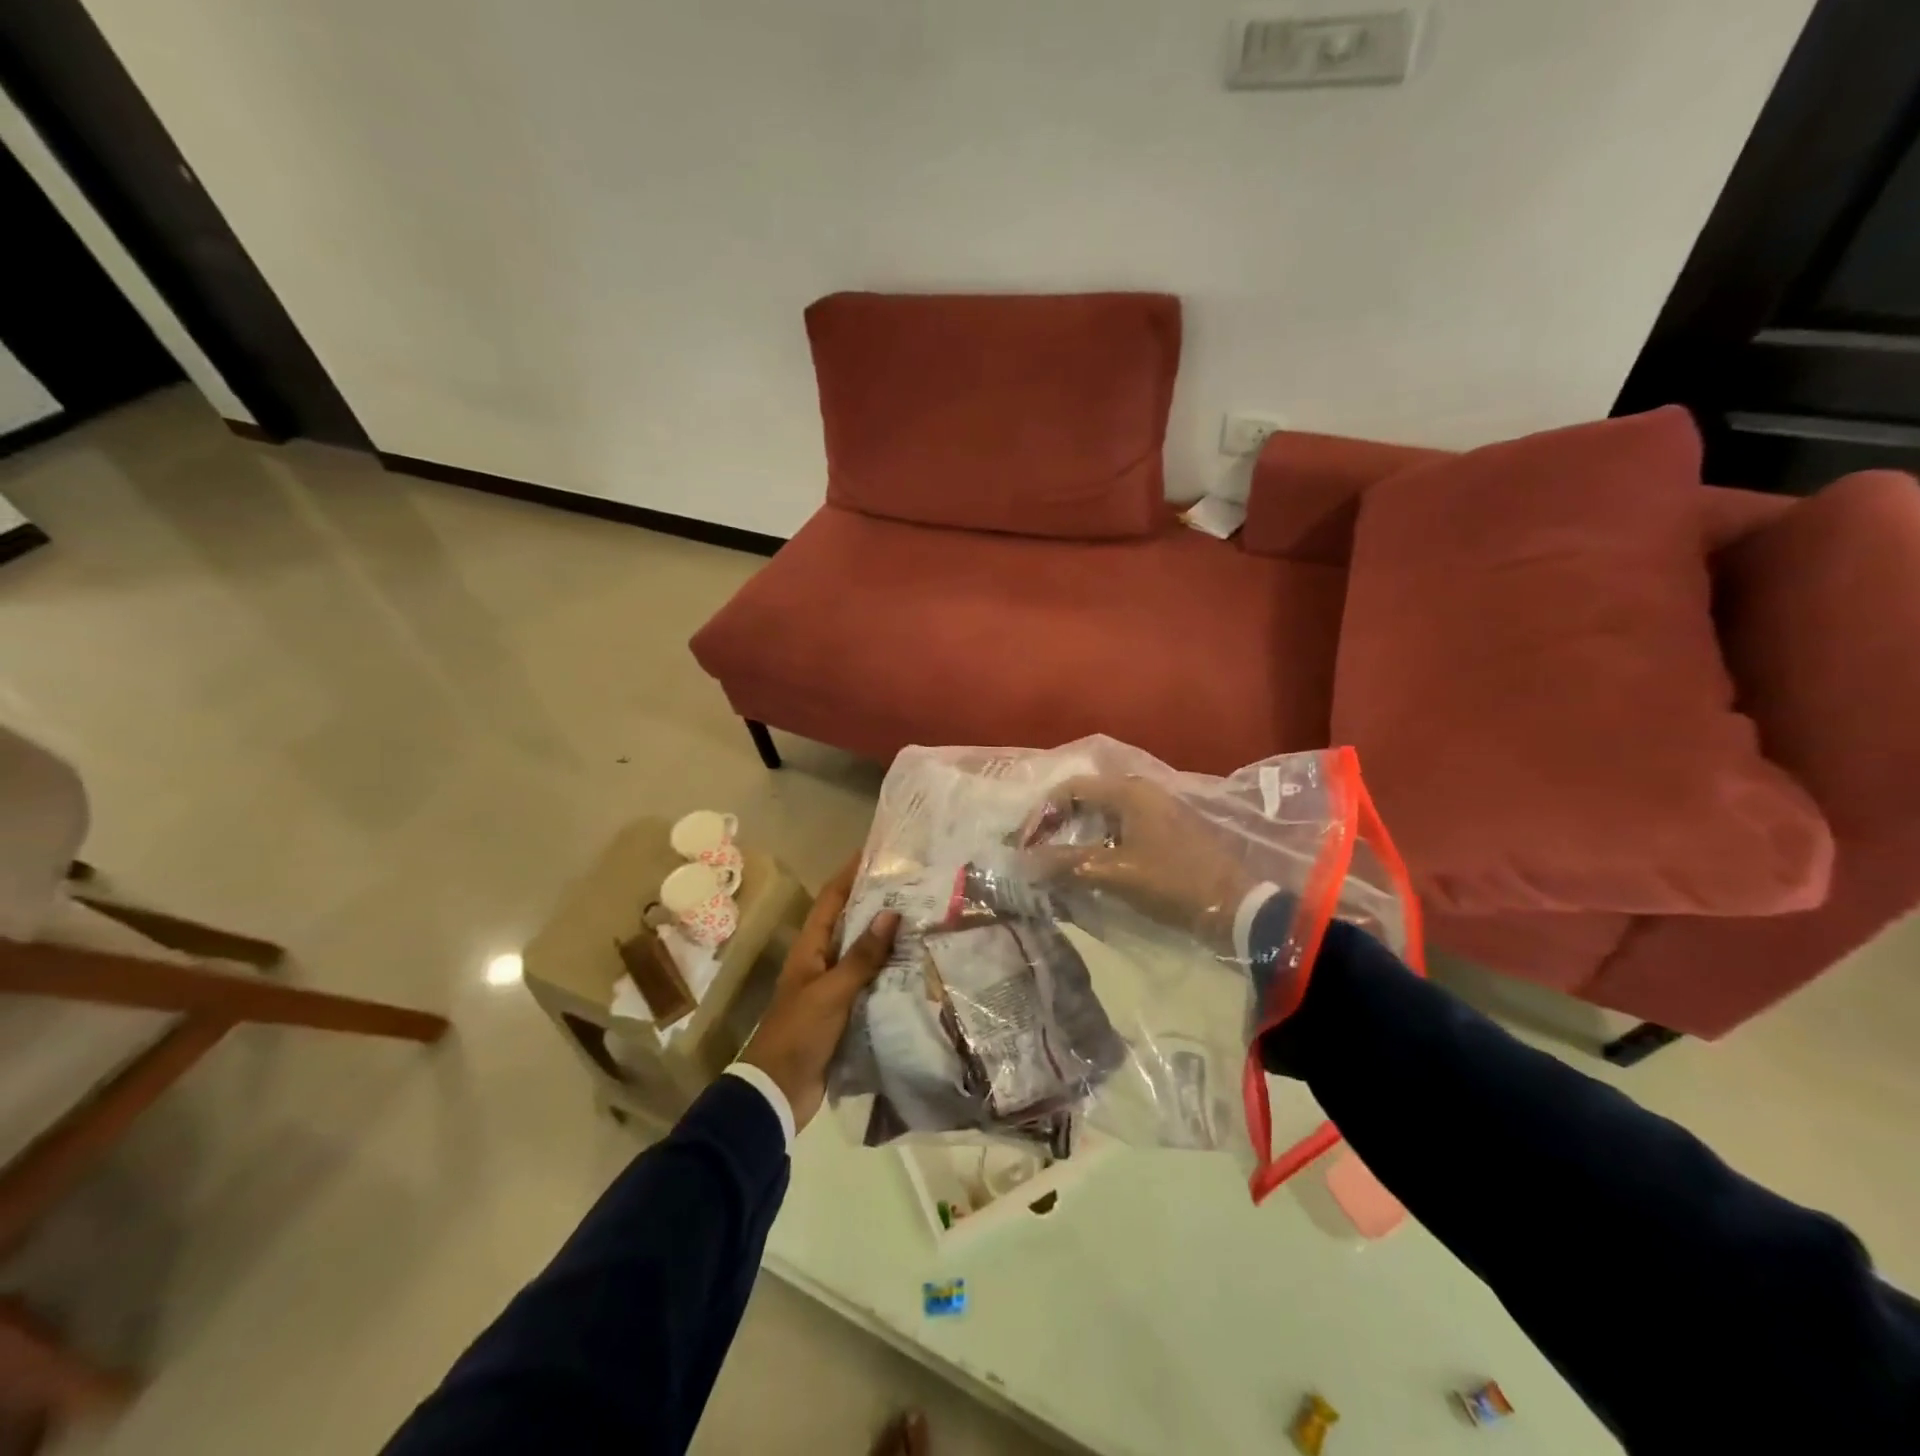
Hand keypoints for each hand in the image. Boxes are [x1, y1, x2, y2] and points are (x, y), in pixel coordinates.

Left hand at [740, 856, 898, 1131]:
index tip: (875, 852)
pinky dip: (890, 973)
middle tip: (914, 885)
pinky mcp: (845, 1012)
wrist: (778, 1092)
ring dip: (888, 938)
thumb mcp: (831, 992)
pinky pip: (871, 983)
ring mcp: (833, 987)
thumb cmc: (799, 1033)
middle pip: (851, 922)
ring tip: (924, 920)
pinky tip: (918, 968)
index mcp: (810, 948)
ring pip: (863, 953)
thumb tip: (891, 913)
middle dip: (877, 902)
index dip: (850, 873)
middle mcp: (821, 961)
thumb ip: (862, 956)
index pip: (832, 899)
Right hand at [1019, 775, 1257, 952]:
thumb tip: (1023, 862)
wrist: (1235, 907)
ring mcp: (1156, 812)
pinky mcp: (1166, 833)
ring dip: (1077, 837)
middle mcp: (1141, 792)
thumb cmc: (1172, 882)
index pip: (1070, 789)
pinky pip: (1120, 830)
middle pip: (1086, 799)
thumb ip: (1067, 863)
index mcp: (1129, 792)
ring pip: (1103, 816)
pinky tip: (1090, 868)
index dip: (1041, 814)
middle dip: (1057, 824)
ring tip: (1057, 864)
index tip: (1024, 845)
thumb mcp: (1114, 873)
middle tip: (1036, 853)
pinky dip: (1098, 844)